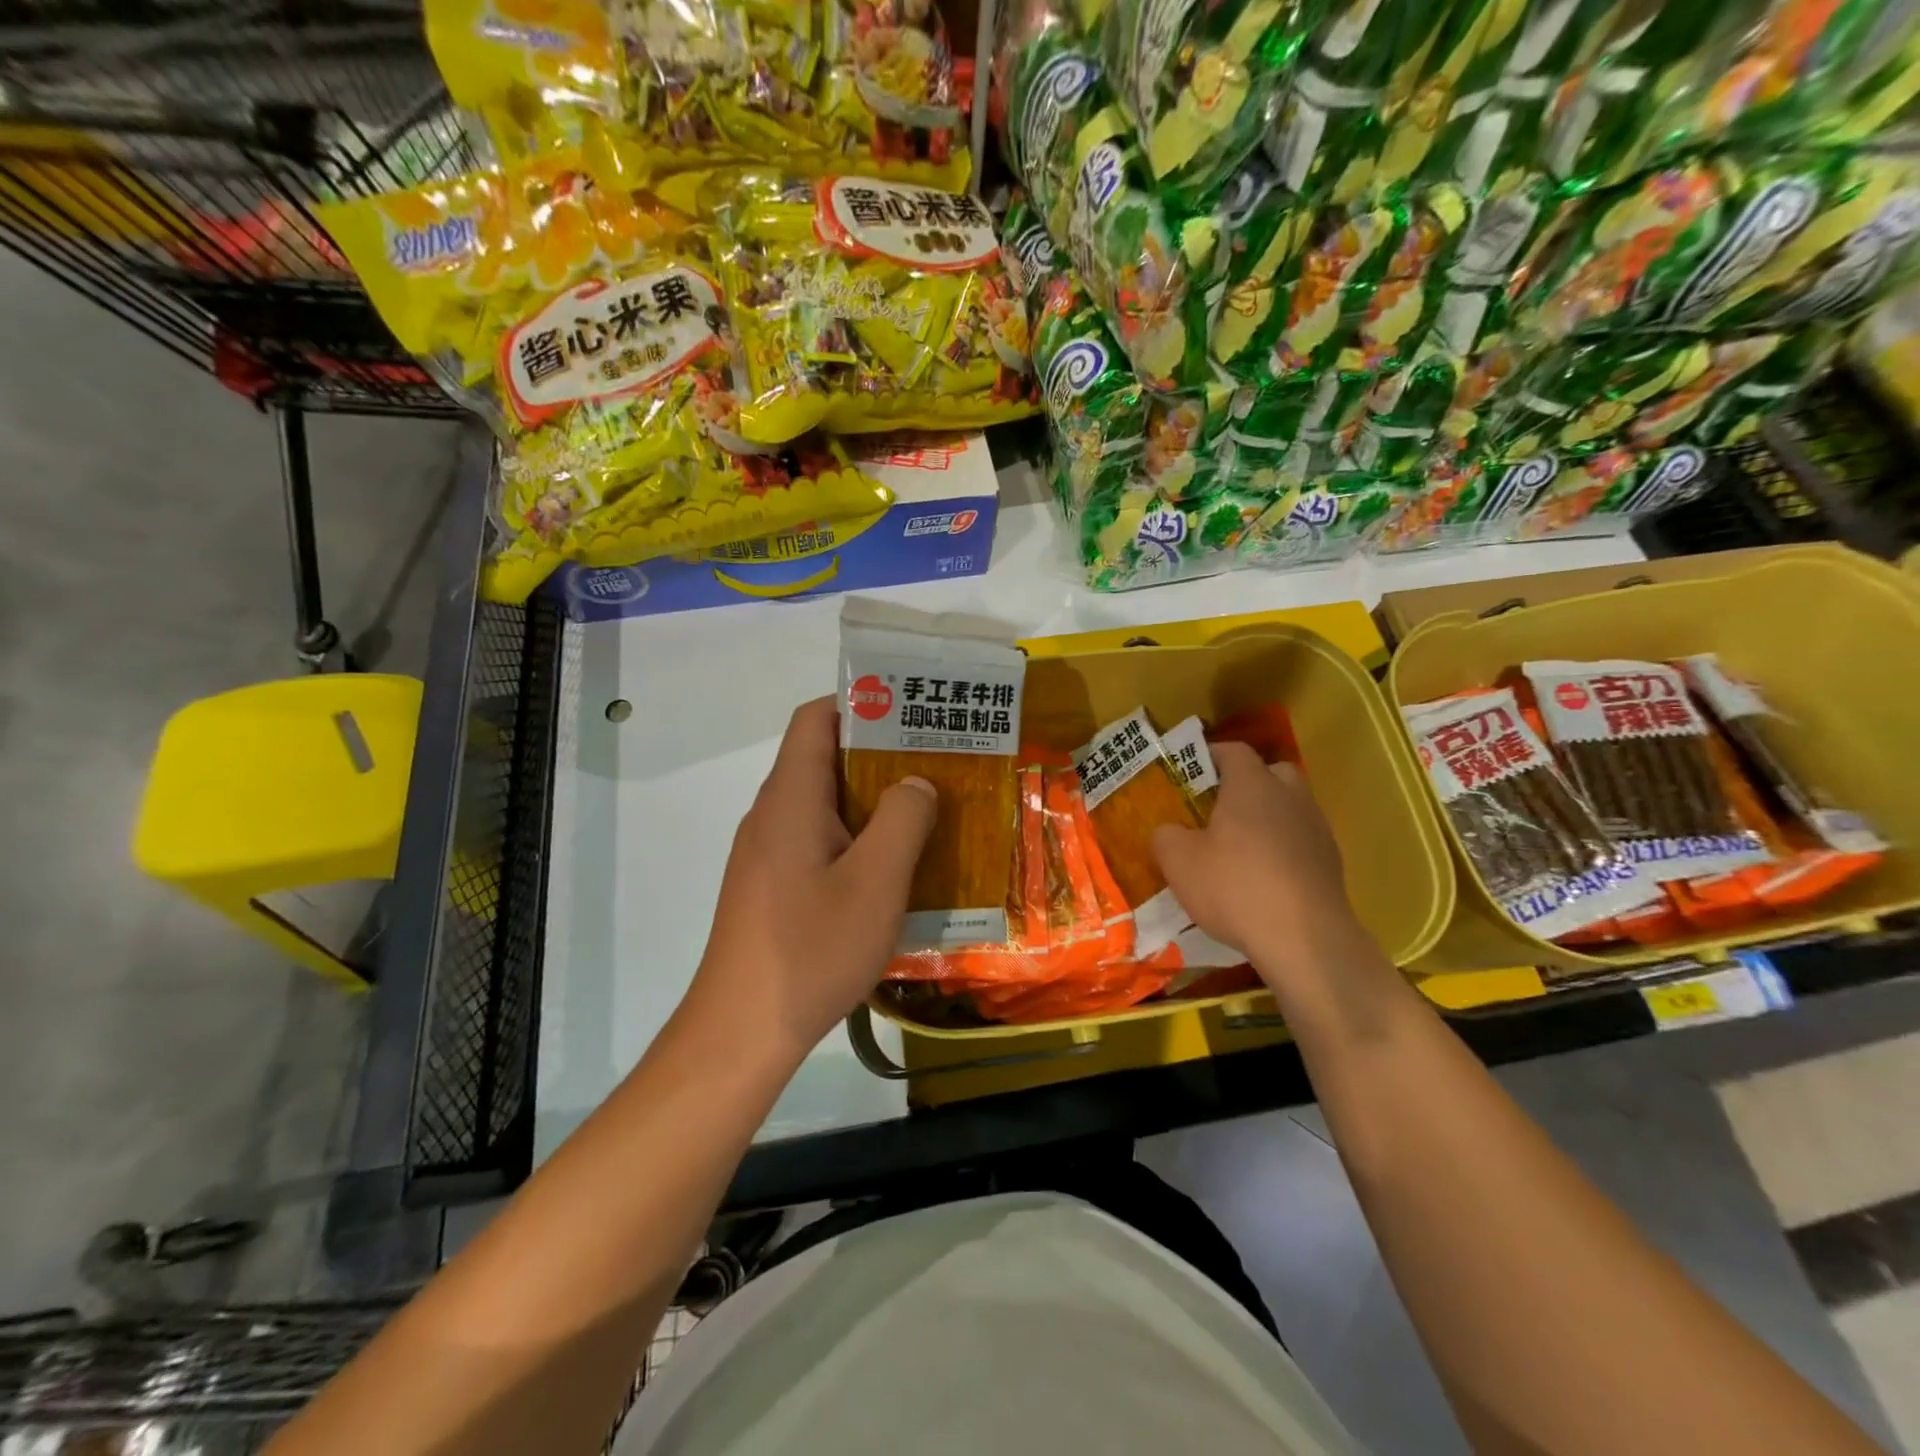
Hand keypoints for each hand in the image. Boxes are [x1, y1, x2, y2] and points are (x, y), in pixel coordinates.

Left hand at [689, 697, 936, 1063]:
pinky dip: (856, 838)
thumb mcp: (875, 883)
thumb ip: (902, 821)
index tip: (911, 714)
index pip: (816, 719)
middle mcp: (772, 814)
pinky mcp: (770, 885)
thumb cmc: (811, 948)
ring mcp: (767, 852)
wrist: (742, 1031)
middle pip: (823, 758)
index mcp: (791, 798)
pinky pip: (817, 840)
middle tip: (937, 763)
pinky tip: (892, 868)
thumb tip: (915, 782)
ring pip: (824, 803)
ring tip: (926, 811)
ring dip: (873, 800)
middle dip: (881, 754)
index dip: (861, 703)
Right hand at [1151, 742, 1375, 994]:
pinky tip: (1263, 880)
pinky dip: (1283, 851)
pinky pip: (1301, 843)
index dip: (1211, 755)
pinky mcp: (1331, 864)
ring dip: (1267, 819)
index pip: (1234, 751)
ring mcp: (1317, 830)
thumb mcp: (1178, 862)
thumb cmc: (1235, 886)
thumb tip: (1168, 831)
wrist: (1304, 940)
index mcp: (1253, 785)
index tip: (1190, 770)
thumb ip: (1166, 836)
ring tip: (1239, 849)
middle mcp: (1290, 797)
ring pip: (1290, 808)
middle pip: (1272, 773)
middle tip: (1219, 807)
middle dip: (1247, 783)